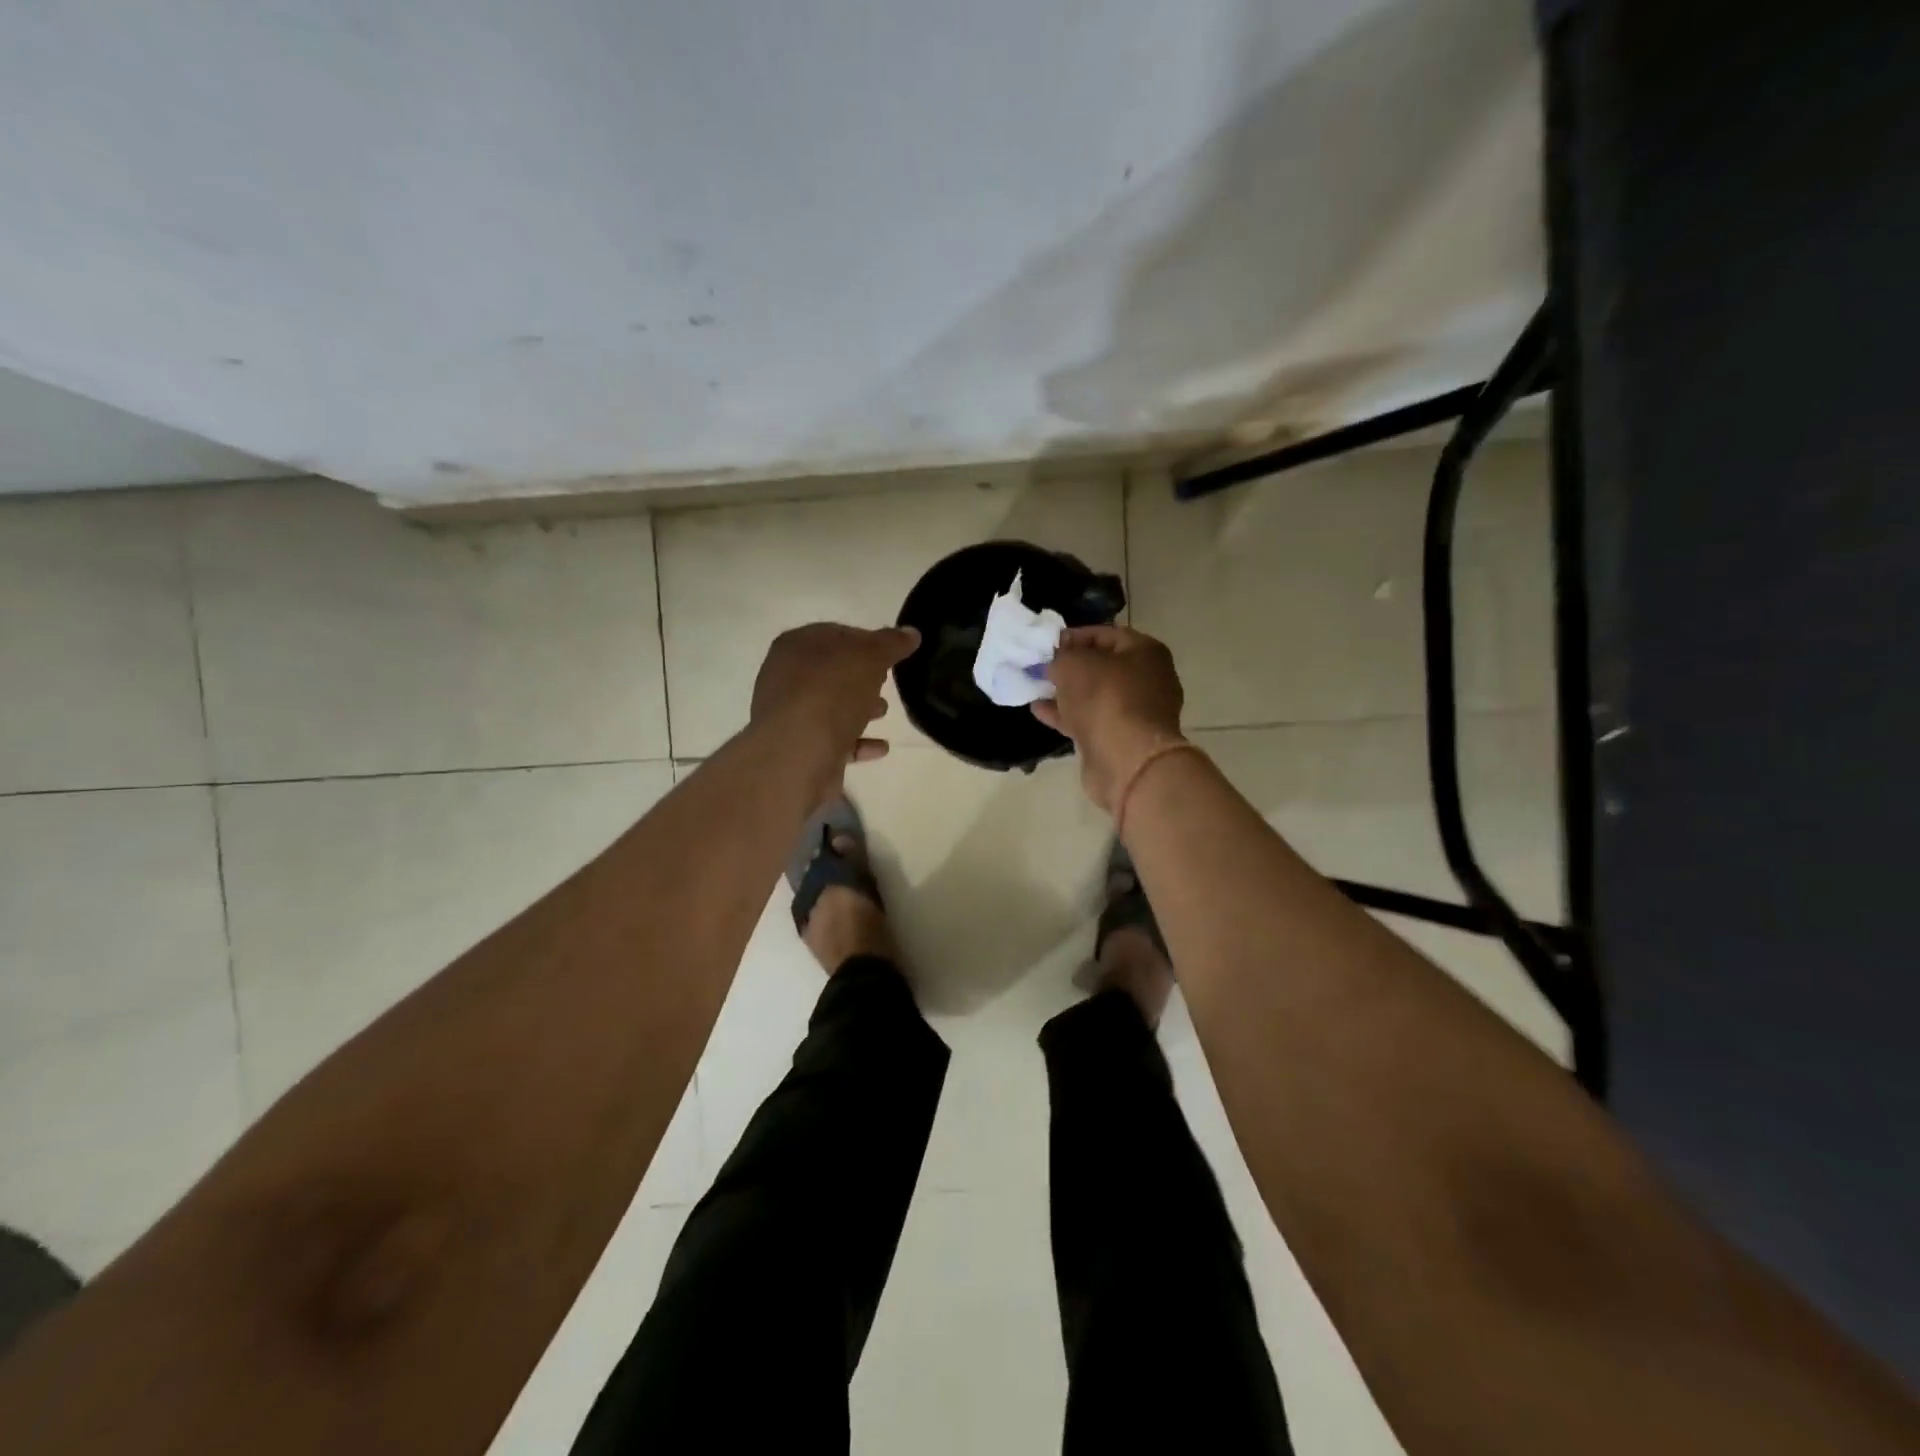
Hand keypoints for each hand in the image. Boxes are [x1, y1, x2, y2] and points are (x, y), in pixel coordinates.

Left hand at [751, 623, 919, 797]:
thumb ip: (891, 644)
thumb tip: (911, 633)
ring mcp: (790, 715)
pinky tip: (881, 747)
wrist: (798, 755)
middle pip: (832, 671)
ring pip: (831, 706)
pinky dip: (857, 741)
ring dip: (859, 708)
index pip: (836, 633)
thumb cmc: (830, 693)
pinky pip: (834, 740)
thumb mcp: (869, 658)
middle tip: (888, 681)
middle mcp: (786, 677)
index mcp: (796, 646)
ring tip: (884, 712)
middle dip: (862, 676)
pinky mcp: (800, 748)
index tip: (892, 652)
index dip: (867, 640)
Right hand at [1033, 625, 1185, 814]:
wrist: (1127, 760)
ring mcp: (1136, 712)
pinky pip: (1090, 719)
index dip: (1074, 636)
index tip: (1046, 644)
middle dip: (1070, 666)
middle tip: (1040, 666)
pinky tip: (1039, 711)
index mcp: (1145, 652)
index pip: (1106, 633)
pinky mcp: (1122, 739)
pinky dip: (1066, 714)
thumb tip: (1056, 659)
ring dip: (1066, 692)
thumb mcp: (1074, 664)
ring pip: (1095, 695)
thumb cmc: (1105, 699)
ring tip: (1035, 687)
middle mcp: (1147, 679)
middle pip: (1102, 666)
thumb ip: (1061, 655)